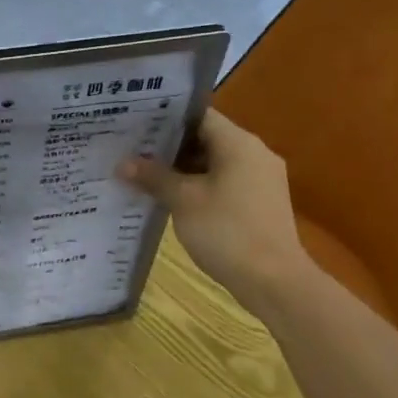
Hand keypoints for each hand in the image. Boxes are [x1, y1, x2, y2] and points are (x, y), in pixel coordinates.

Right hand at [116, 109, 312, 296]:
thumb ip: (154, 177)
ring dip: (182, 169)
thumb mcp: (183, 201)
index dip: (165, 118)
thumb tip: (123, 163)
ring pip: (214, 163)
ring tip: (144, 175)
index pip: (198, 116)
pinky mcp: (260, 203)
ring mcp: (261, 179)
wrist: (274, 281)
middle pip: (206, 139)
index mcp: (238, 143)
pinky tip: (172, 199)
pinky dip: (199, 186)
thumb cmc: (226, 231)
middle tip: (132, 151)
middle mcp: (254, 154)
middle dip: (169, 147)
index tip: (135, 125)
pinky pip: (224, 183)